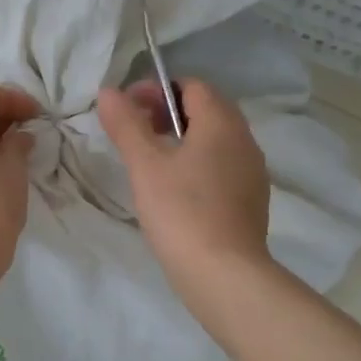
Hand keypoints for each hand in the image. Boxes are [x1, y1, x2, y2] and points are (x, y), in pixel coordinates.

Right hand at [97, 78, 271, 296]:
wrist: (223, 274)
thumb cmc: (181, 211)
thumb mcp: (145, 165)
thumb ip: (126, 125)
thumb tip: (108, 91)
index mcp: (222, 124)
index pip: (193, 86)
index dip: (157, 90)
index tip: (128, 110)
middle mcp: (245, 141)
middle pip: (207, 110)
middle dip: (169, 113)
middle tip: (136, 133)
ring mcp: (252, 172)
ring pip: (215, 140)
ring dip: (183, 139)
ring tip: (151, 162)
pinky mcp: (251, 201)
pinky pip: (223, 167)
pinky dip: (198, 165)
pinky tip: (176, 191)